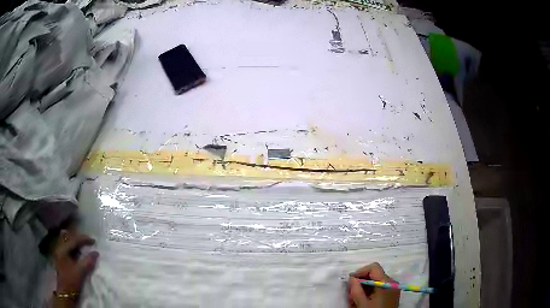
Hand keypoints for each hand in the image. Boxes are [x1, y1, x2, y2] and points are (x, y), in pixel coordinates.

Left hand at [52, 229, 98, 306]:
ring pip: (66, 240)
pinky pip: (65, 245)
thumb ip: (88, 261)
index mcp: (63, 249)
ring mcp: (59, 252)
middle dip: (78, 237)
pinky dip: (72, 245)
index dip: (84, 239)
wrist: (66, 292)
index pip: (74, 239)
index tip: (94, 241)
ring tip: (82, 244)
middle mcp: (59, 248)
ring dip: (74, 240)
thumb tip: (96, 252)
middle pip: (68, 236)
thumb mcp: (80, 272)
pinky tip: (77, 250)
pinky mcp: (60, 257)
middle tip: (87, 241)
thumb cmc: (72, 281)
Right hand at [348, 262, 399, 307]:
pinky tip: (363, 299)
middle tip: (350, 291)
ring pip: (377, 281)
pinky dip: (371, 291)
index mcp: (387, 282)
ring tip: (355, 297)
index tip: (350, 280)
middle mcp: (392, 282)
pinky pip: (380, 287)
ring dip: (365, 287)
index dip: (361, 271)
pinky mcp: (392, 294)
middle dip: (361, 281)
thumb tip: (352, 278)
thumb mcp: (362, 303)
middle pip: (375, 274)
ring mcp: (393, 288)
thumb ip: (356, 289)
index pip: (374, 267)